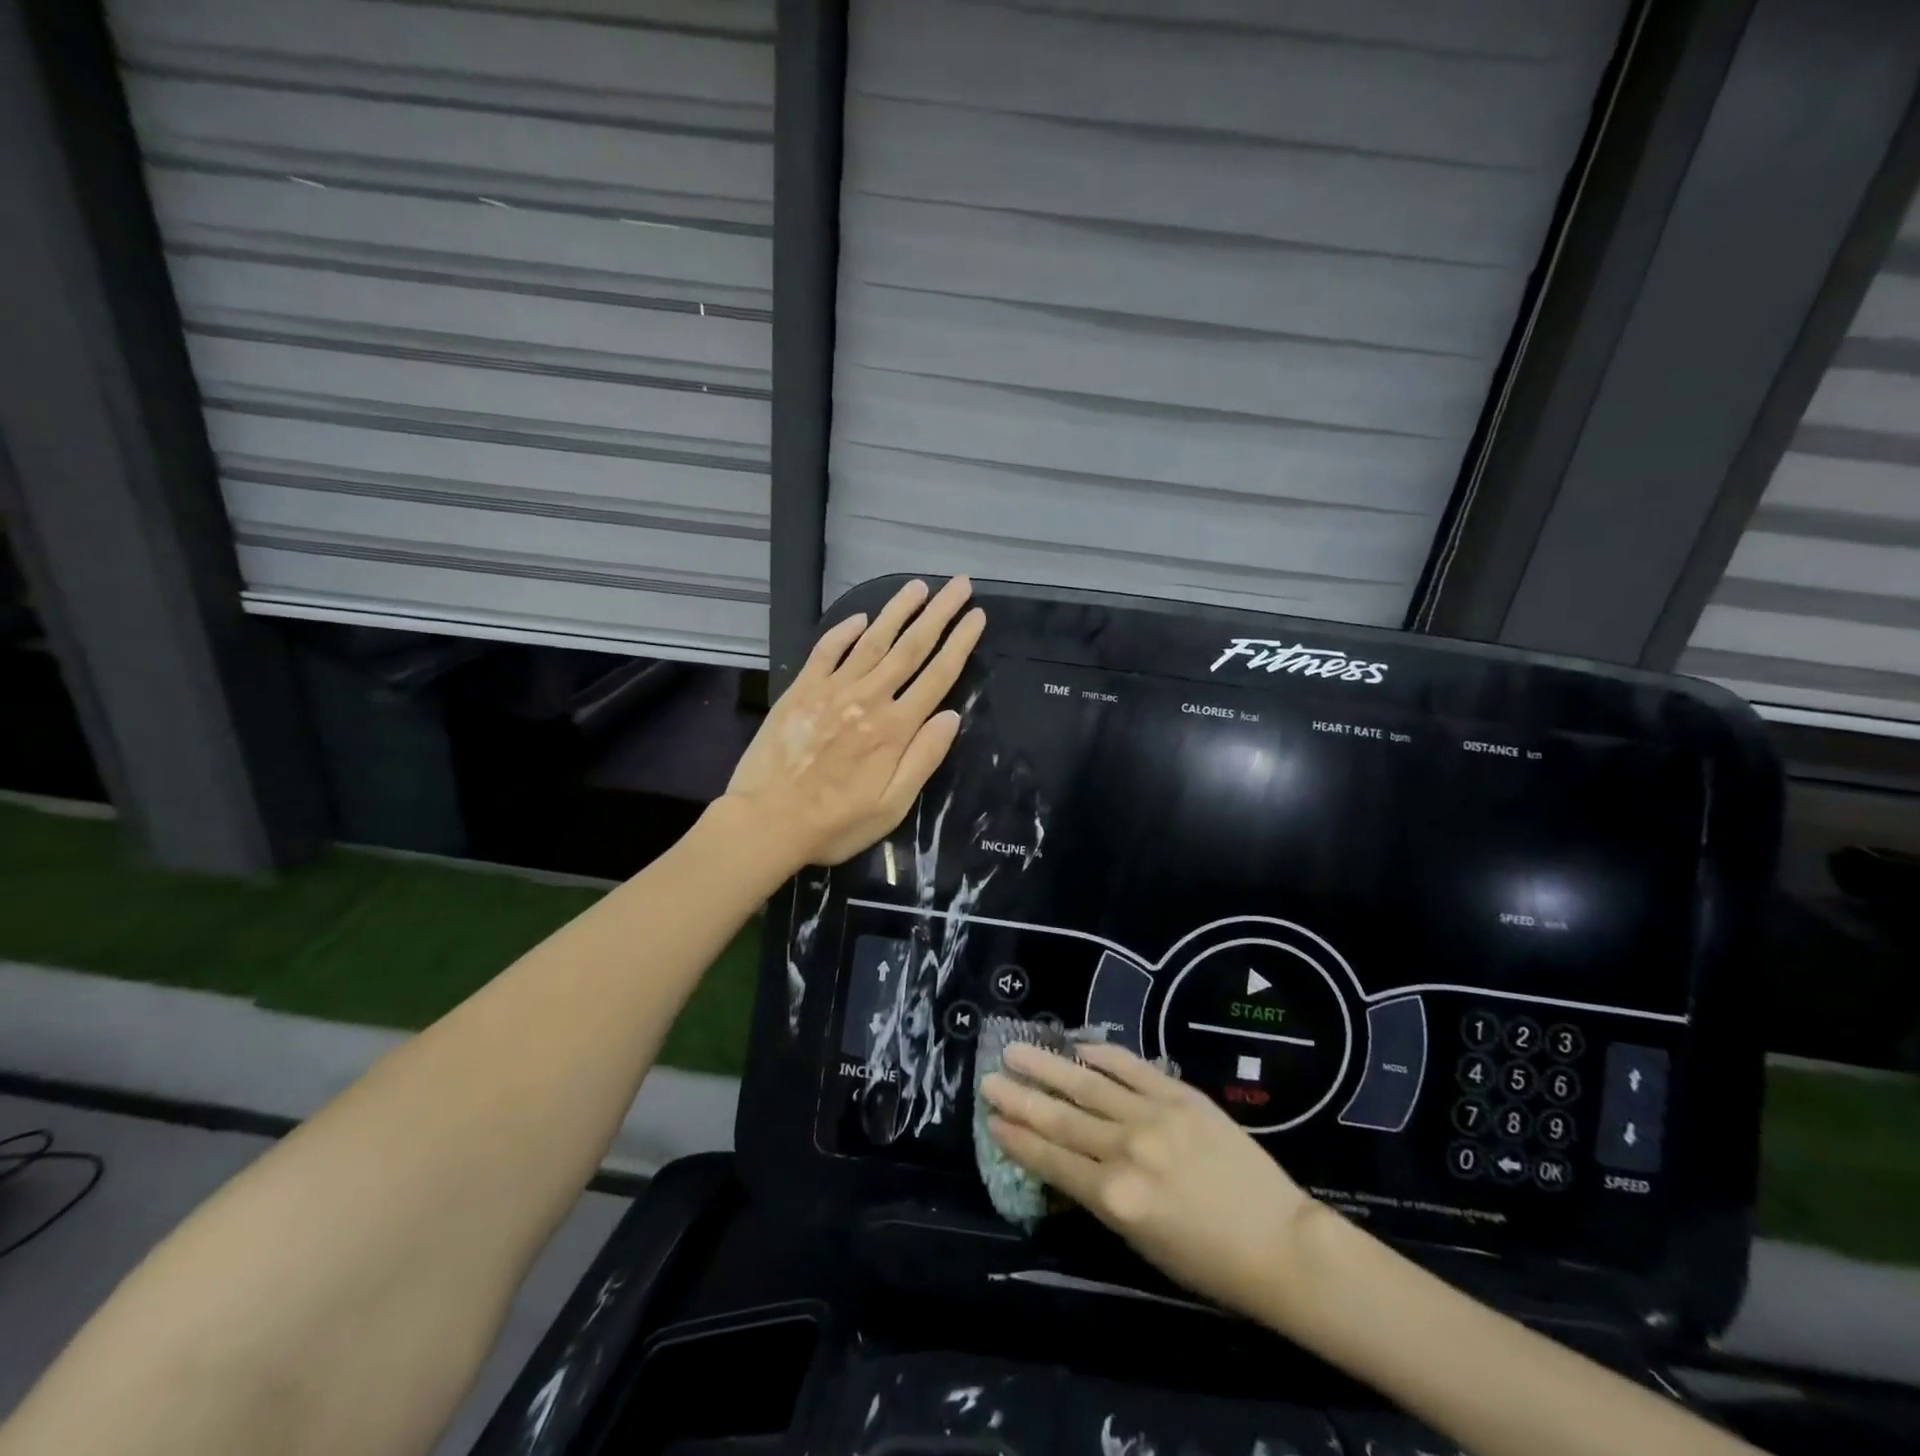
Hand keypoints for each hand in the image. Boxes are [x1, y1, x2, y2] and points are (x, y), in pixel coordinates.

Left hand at [724, 577, 984, 867]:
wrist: (766, 822)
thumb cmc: (835, 823)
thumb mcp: (892, 806)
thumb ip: (923, 758)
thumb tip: (953, 716)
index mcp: (895, 729)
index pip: (937, 676)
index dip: (960, 644)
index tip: (977, 616)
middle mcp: (868, 699)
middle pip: (910, 647)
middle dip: (939, 613)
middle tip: (960, 583)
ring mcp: (832, 690)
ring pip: (872, 640)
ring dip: (897, 611)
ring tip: (919, 587)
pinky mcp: (801, 690)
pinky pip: (826, 650)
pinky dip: (844, 630)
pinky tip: (861, 617)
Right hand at [981, 1041, 1318, 1318]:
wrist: (1279, 1244)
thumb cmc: (1207, 1262)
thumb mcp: (1139, 1243)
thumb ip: (1099, 1197)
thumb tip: (1063, 1163)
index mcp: (1114, 1198)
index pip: (1051, 1160)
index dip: (1017, 1139)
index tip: (991, 1120)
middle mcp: (1126, 1151)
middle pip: (1060, 1118)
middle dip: (1020, 1098)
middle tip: (988, 1078)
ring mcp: (1153, 1116)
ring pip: (1087, 1085)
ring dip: (1048, 1066)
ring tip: (1017, 1048)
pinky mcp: (1180, 1095)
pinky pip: (1132, 1067)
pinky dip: (1102, 1055)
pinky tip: (1079, 1046)